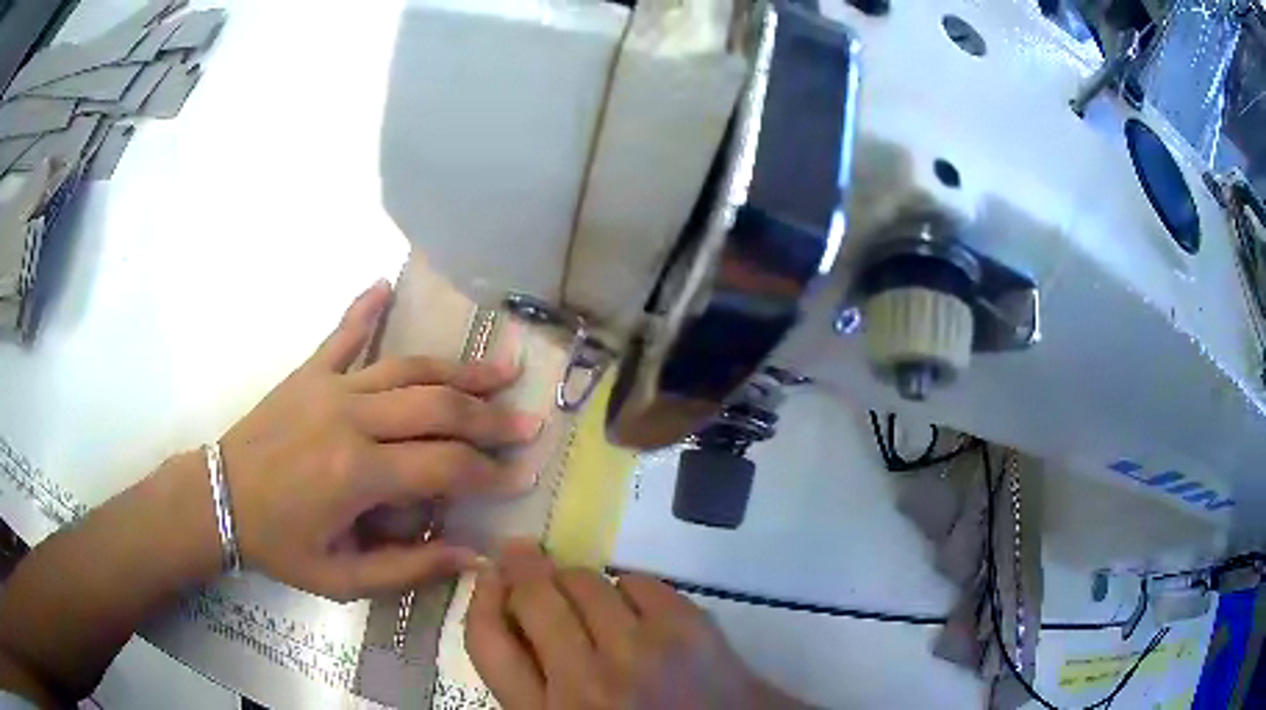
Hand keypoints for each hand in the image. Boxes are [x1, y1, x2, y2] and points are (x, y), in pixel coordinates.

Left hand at [219, 281, 542, 600]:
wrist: (218, 500)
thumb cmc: (279, 545)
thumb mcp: (342, 578)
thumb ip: (409, 570)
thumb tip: (474, 556)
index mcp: (357, 474)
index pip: (445, 466)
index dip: (491, 473)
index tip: (524, 475)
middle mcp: (350, 418)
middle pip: (437, 407)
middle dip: (490, 417)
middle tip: (529, 423)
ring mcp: (329, 386)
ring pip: (408, 368)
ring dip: (458, 368)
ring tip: (502, 366)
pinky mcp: (310, 372)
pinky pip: (343, 333)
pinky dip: (366, 308)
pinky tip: (386, 284)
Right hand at [466, 542, 800, 709]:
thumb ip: (535, 687)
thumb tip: (512, 622)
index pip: (485, 641)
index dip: (480, 598)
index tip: (489, 577)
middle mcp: (584, 682)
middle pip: (533, 599)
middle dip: (524, 569)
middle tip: (524, 554)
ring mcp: (638, 652)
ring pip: (584, 581)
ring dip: (576, 581)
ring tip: (585, 593)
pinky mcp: (687, 628)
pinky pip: (636, 580)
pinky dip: (628, 588)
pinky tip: (635, 610)